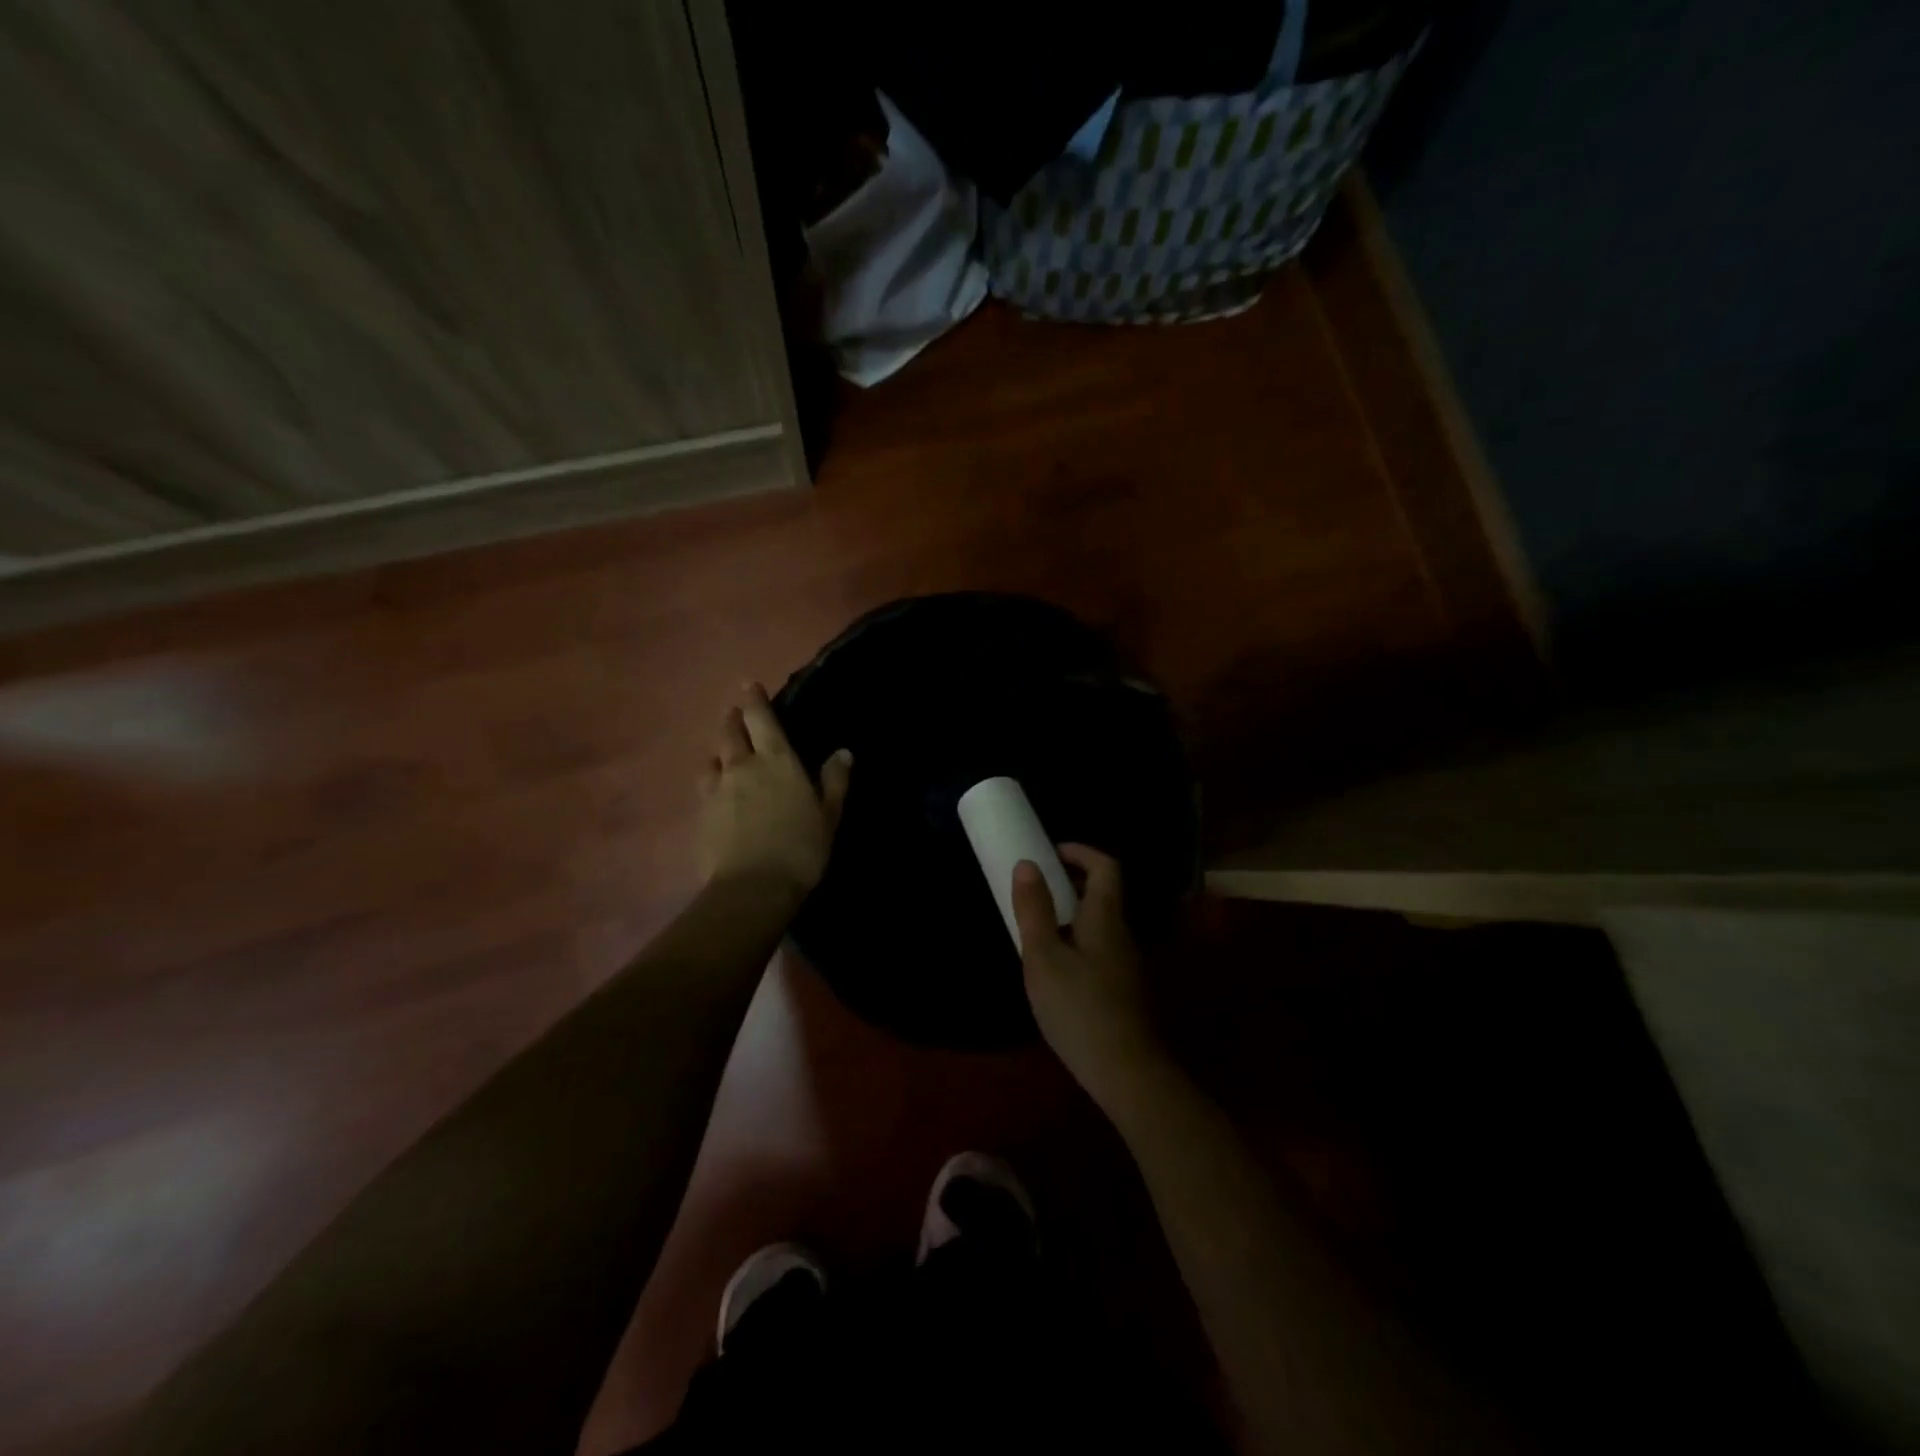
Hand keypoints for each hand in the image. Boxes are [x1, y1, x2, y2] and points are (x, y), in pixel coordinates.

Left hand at [697, 683, 851, 897]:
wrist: (752, 888)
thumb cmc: (801, 848)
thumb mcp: (829, 815)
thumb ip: (834, 781)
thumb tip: (842, 752)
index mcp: (777, 761)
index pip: (761, 719)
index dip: (754, 699)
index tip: (748, 685)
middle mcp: (743, 767)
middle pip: (730, 733)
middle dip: (732, 719)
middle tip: (734, 713)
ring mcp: (717, 790)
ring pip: (713, 758)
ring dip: (719, 750)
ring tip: (723, 752)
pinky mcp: (702, 815)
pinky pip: (704, 786)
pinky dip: (710, 779)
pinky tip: (714, 790)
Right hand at [1012, 845, 1166, 1114]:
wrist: (1126, 1072)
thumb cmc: (1079, 1008)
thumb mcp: (1044, 957)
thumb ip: (1034, 910)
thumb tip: (1028, 864)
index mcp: (1105, 917)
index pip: (1105, 866)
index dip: (1080, 852)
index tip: (1050, 852)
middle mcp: (1122, 933)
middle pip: (1103, 894)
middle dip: (1070, 883)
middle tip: (1035, 889)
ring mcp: (1126, 963)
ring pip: (1099, 923)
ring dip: (1071, 914)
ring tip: (1037, 927)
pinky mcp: (1123, 990)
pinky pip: (1099, 948)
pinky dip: (1076, 941)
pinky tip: (1055, 969)